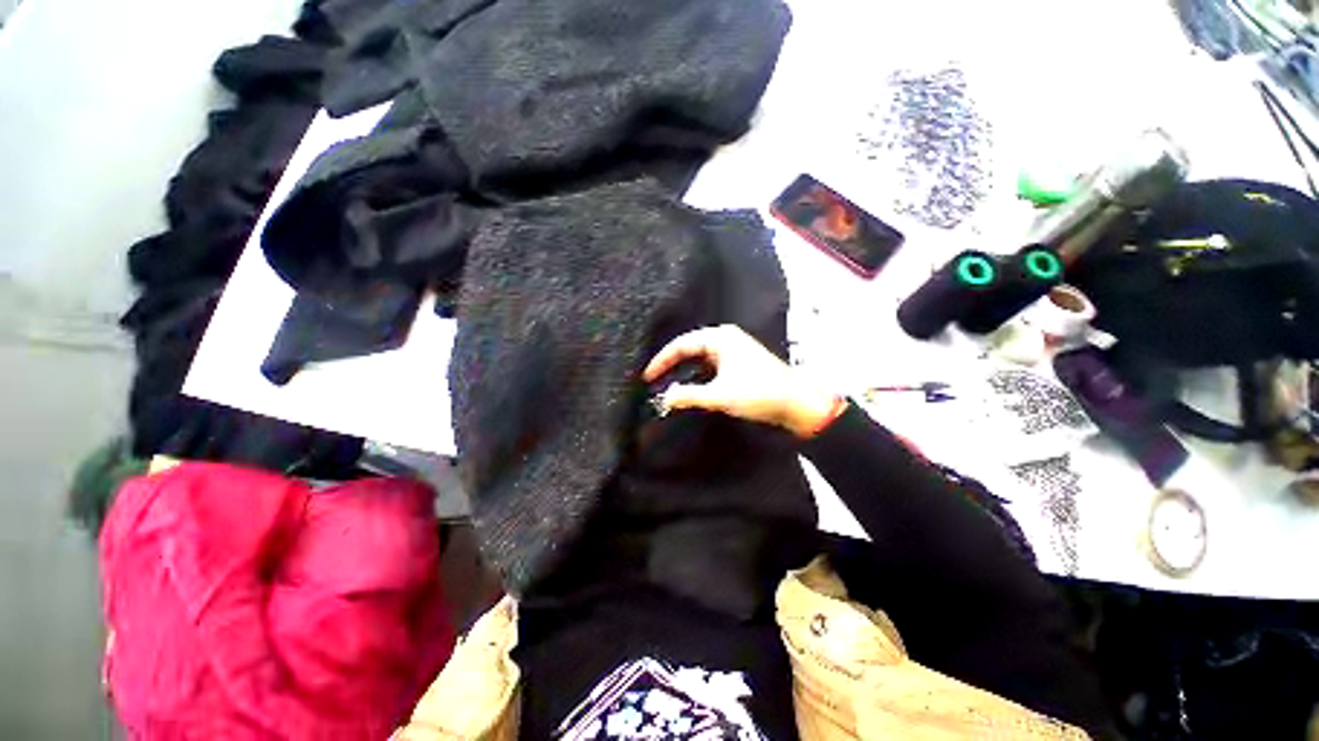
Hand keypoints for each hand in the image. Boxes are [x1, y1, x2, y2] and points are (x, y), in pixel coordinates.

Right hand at [643, 325, 843, 437]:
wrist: (797, 403)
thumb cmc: (759, 393)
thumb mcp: (719, 395)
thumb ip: (688, 395)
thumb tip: (664, 398)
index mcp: (720, 337)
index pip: (681, 344)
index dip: (661, 360)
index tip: (647, 376)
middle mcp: (725, 338)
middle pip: (689, 348)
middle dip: (671, 364)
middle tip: (653, 380)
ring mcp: (733, 350)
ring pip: (699, 358)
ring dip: (684, 371)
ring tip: (667, 384)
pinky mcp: (739, 362)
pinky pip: (710, 365)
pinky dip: (697, 375)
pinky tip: (690, 387)